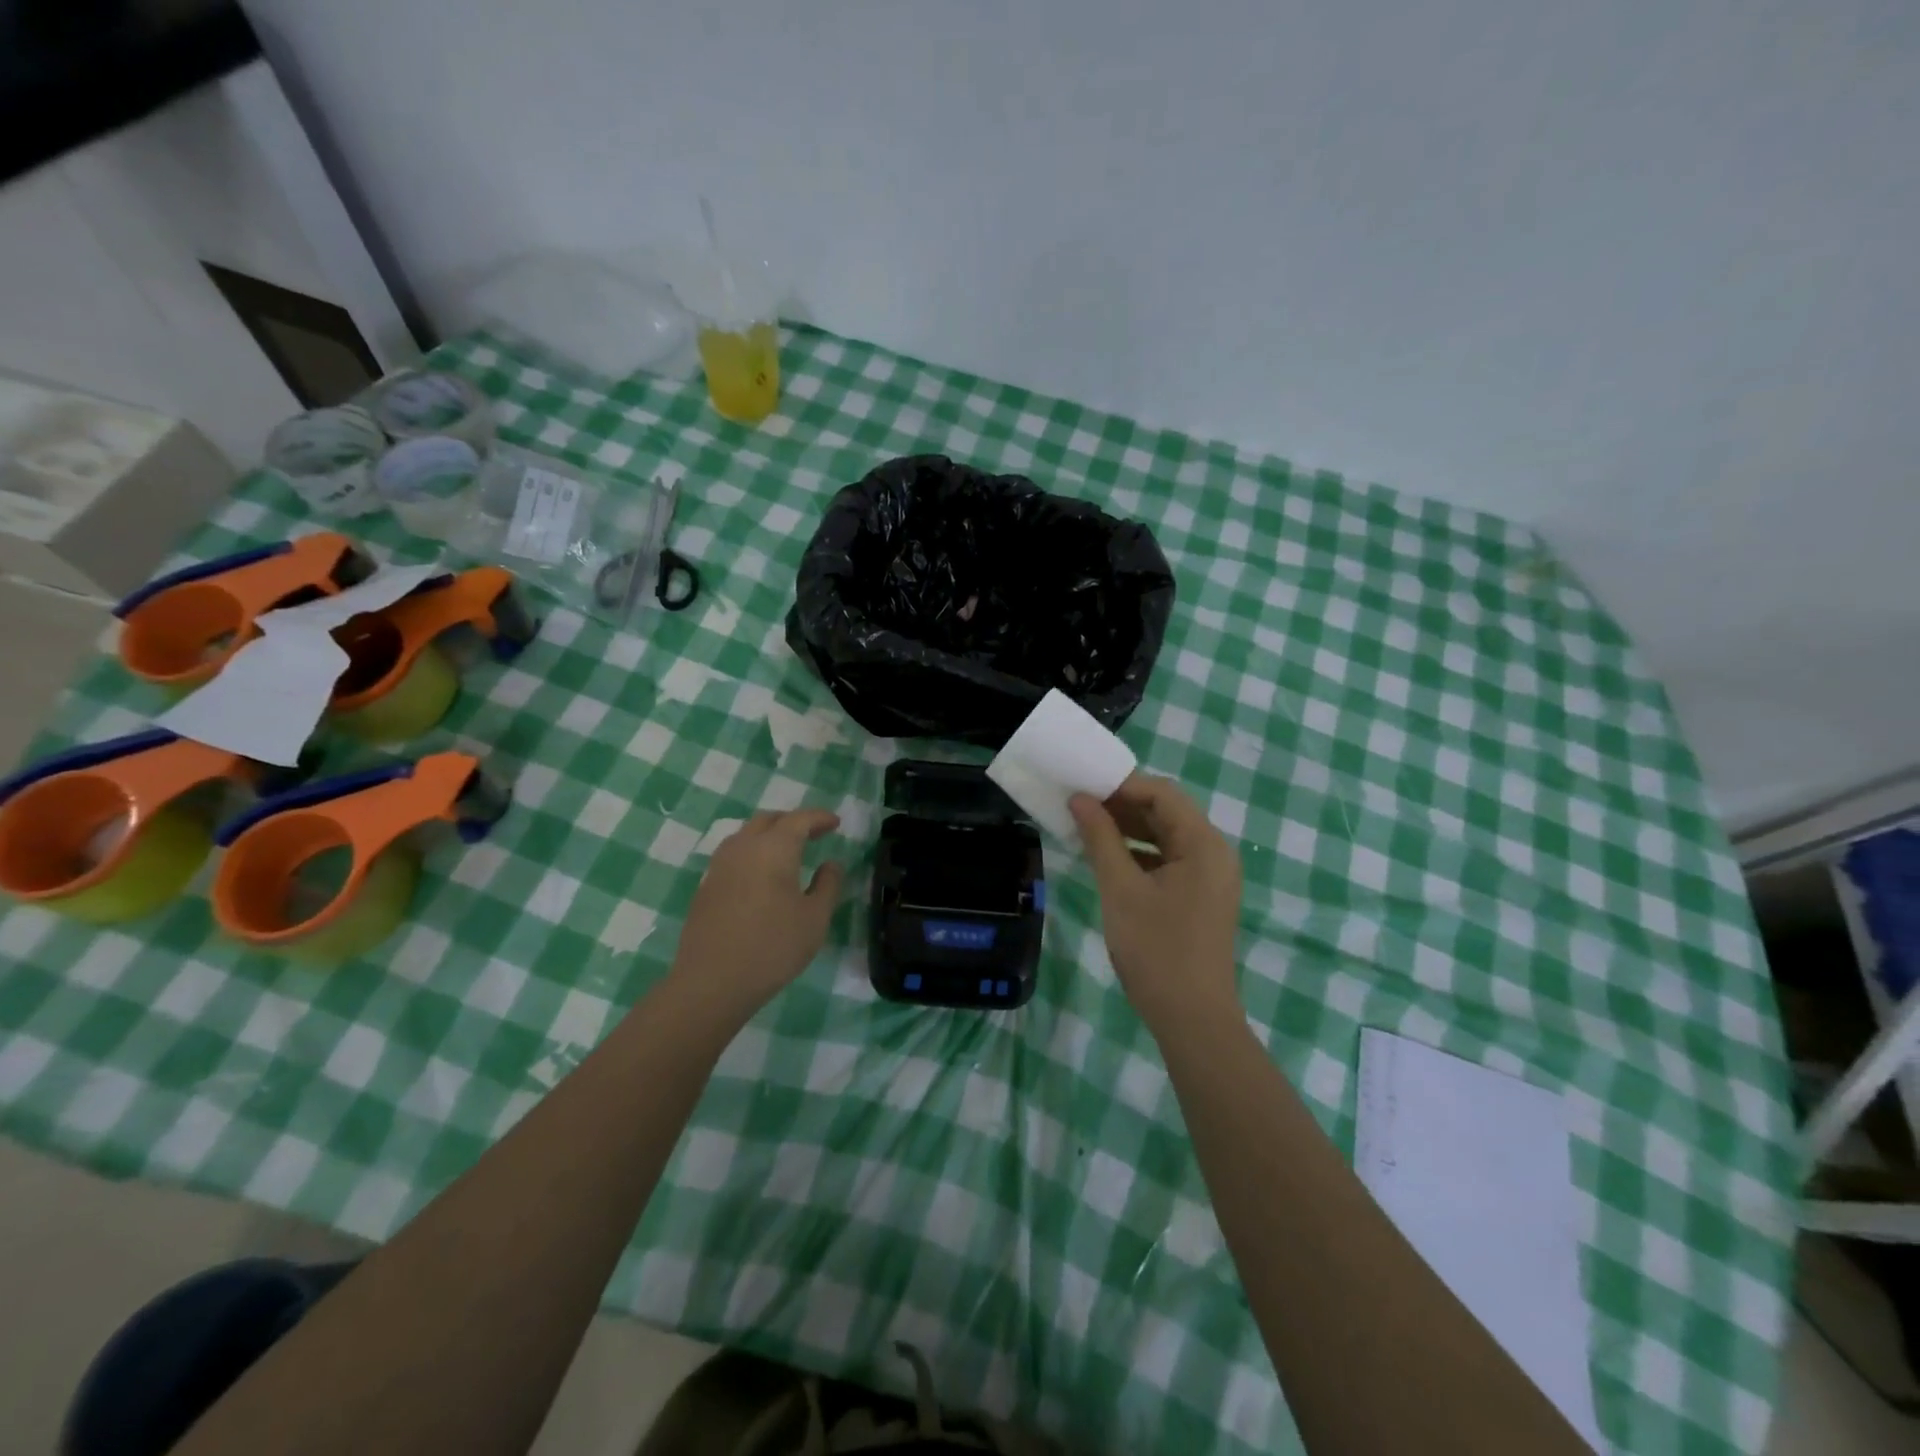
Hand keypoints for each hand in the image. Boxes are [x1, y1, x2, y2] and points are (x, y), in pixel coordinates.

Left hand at [668, 809, 844, 1013]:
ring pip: (746, 835)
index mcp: (773, 848)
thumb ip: (827, 885)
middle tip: (813, 834)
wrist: (712, 982)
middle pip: (768, 820)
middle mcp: (743, 847)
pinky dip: (752, 853)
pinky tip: (761, 876)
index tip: (835, 823)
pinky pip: (733, 855)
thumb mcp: (815, 918)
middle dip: (792, 821)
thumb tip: (830, 864)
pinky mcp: (706, 886)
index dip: (819, 818)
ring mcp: (719, 866)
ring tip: (787, 852)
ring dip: (769, 835)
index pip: (799, 820)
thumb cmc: (773, 947)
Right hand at [1070, 773, 1242, 1030]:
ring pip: (1167, 837)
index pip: (1162, 794)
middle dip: (1123, 806)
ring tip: (1087, 829)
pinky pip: (1170, 860)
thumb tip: (1080, 799)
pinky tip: (1109, 860)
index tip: (1083, 788)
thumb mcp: (1120, 889)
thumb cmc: (1156, 949)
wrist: (1192, 1019)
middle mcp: (1215, 853)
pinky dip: (1140, 854)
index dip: (1121, 785)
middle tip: (1079, 806)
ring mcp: (1211, 877)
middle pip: (1167, 812)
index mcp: (1203, 844)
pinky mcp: (1202, 897)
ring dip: (1130, 830)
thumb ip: (1101, 838)